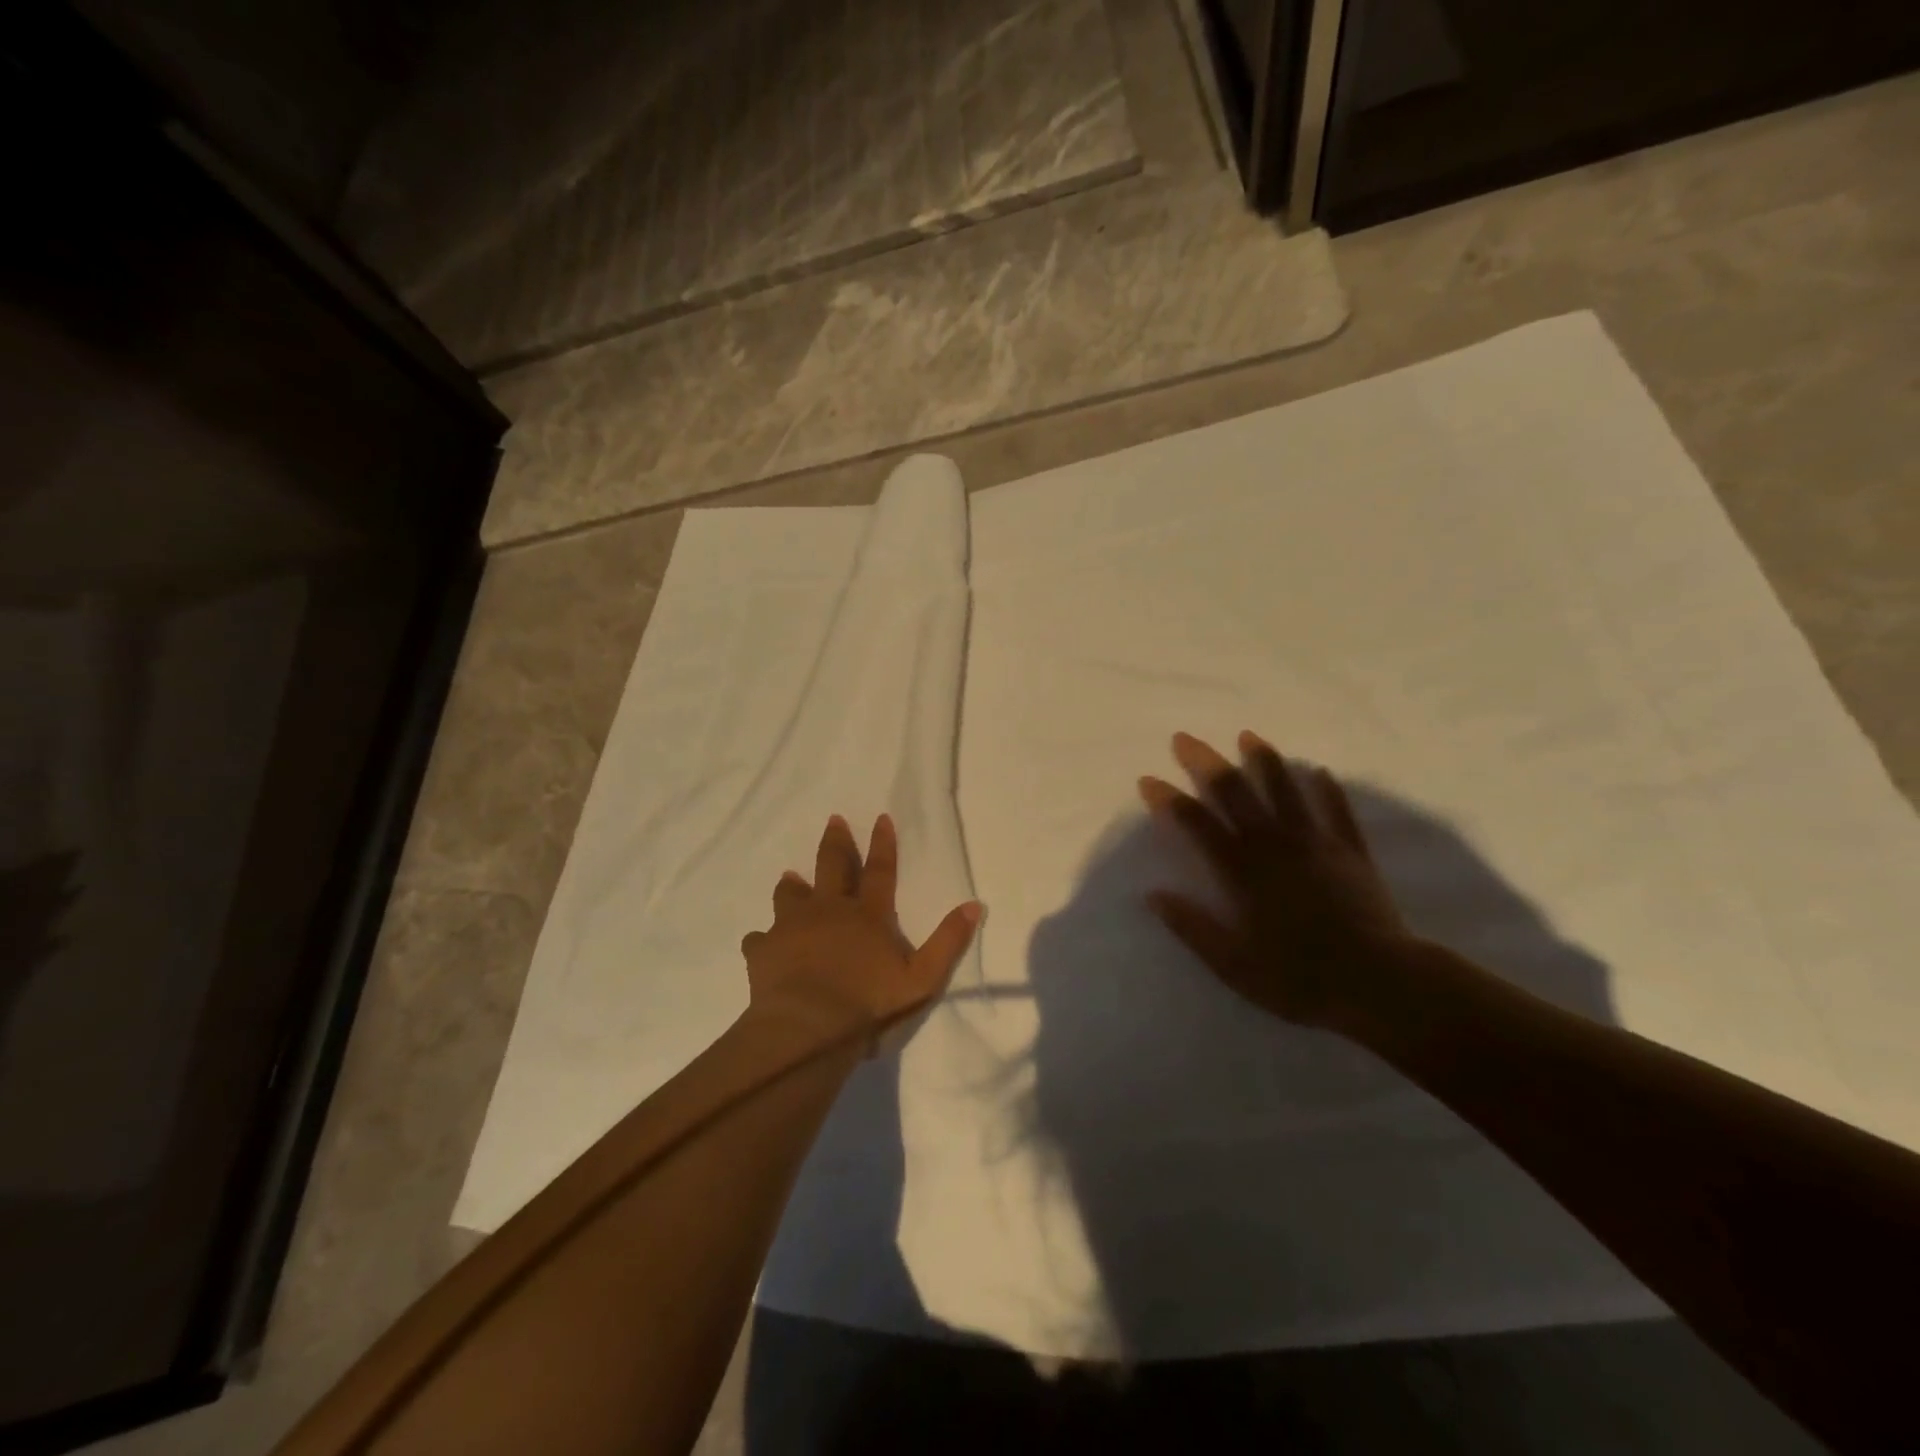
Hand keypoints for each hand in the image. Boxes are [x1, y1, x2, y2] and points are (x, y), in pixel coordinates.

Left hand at [740, 814, 980, 1049]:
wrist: (808, 1028)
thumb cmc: (869, 1004)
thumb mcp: (922, 979)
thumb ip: (948, 941)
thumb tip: (974, 905)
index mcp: (867, 915)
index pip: (879, 870)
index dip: (882, 843)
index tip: (880, 817)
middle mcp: (829, 910)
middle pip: (832, 866)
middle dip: (835, 842)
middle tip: (833, 820)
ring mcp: (792, 927)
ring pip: (789, 894)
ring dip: (792, 885)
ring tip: (790, 878)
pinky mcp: (763, 950)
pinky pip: (759, 938)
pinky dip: (762, 939)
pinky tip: (761, 943)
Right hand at [1140, 731, 1417, 1031]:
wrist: (1379, 984)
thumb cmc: (1298, 978)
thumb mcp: (1232, 964)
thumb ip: (1192, 927)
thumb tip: (1153, 895)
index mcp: (1241, 871)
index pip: (1197, 823)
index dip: (1169, 799)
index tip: (1148, 779)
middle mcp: (1274, 845)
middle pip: (1235, 793)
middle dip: (1206, 763)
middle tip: (1185, 738)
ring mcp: (1315, 844)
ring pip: (1285, 790)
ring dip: (1263, 760)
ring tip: (1248, 735)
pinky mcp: (1351, 852)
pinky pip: (1338, 811)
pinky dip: (1328, 789)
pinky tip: (1320, 771)